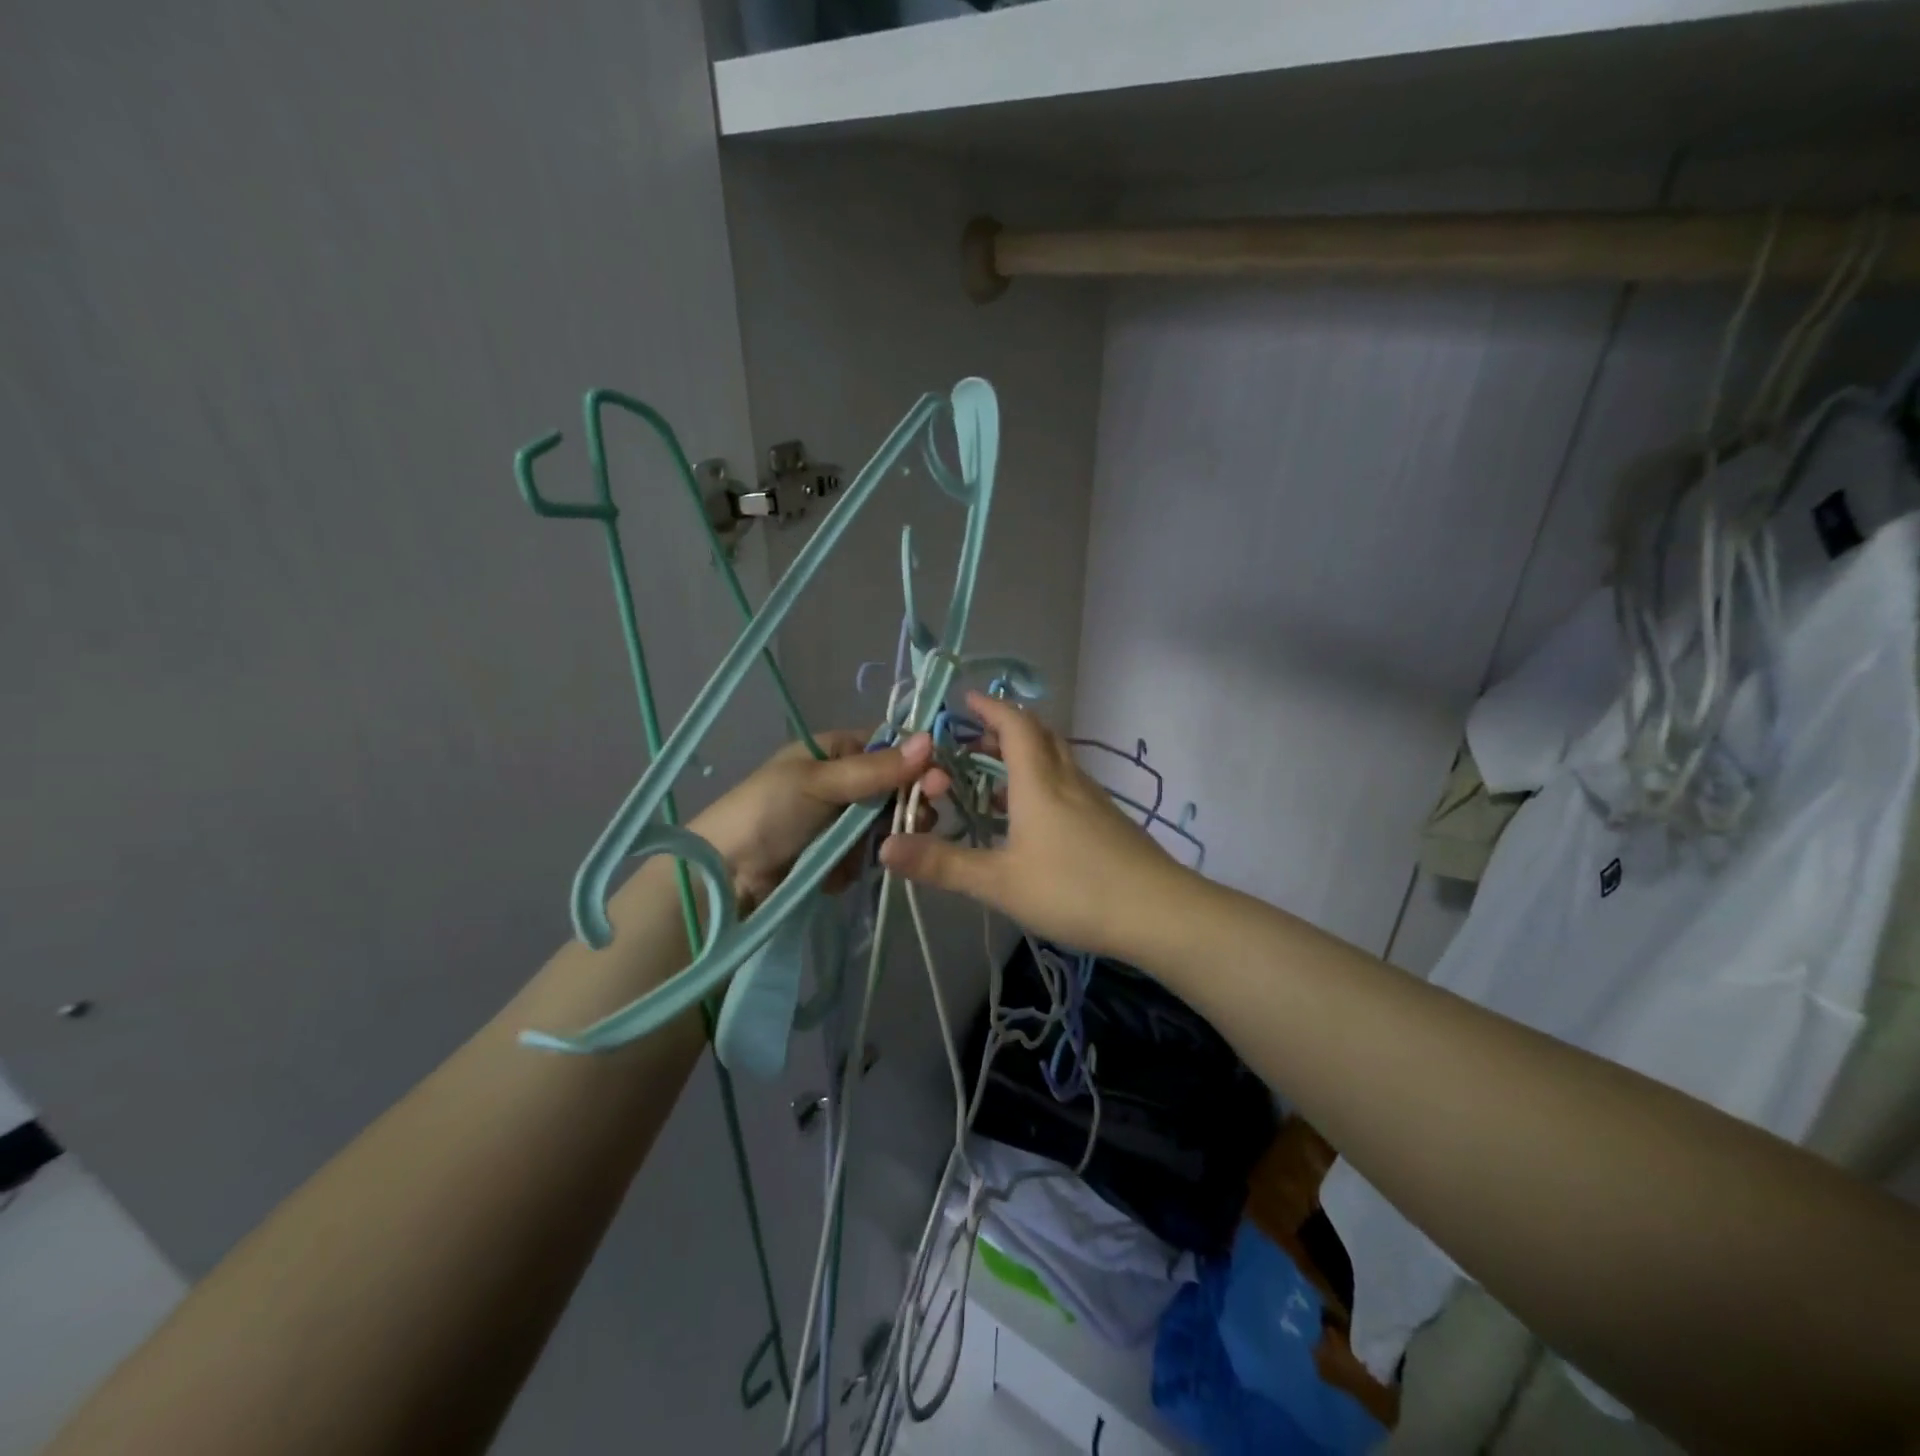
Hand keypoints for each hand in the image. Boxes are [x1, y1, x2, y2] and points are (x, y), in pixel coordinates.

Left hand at [691, 730, 935, 910]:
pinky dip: (868, 860)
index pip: (890, 748)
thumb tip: (929, 740)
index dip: (917, 762)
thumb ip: (876, 768)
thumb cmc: (768, 811)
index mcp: (835, 752)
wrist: (725, 876)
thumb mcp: (820, 783)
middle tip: (922, 817)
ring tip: (888, 846)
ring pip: (888, 823)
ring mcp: (842, 822)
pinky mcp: (841, 857)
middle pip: (896, 788)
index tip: (938, 779)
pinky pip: (872, 853)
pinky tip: (859, 867)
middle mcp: (843, 783)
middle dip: (910, 802)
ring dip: (892, 834)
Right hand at [878, 692, 1187, 957]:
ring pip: (1055, 761)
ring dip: (1023, 758)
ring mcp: (1093, 800)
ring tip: (992, 779)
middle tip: (972, 742)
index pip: (1014, 725)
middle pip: (1038, 736)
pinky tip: (1030, 819)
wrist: (1159, 913)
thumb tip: (884, 847)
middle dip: (1004, 730)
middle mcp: (1068, 780)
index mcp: (1039, 782)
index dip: (989, 708)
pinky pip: (1067, 785)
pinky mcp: (1107, 822)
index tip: (964, 700)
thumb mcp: (1000, 882)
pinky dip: (1041, 784)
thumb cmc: (1075, 889)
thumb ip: (943, 864)